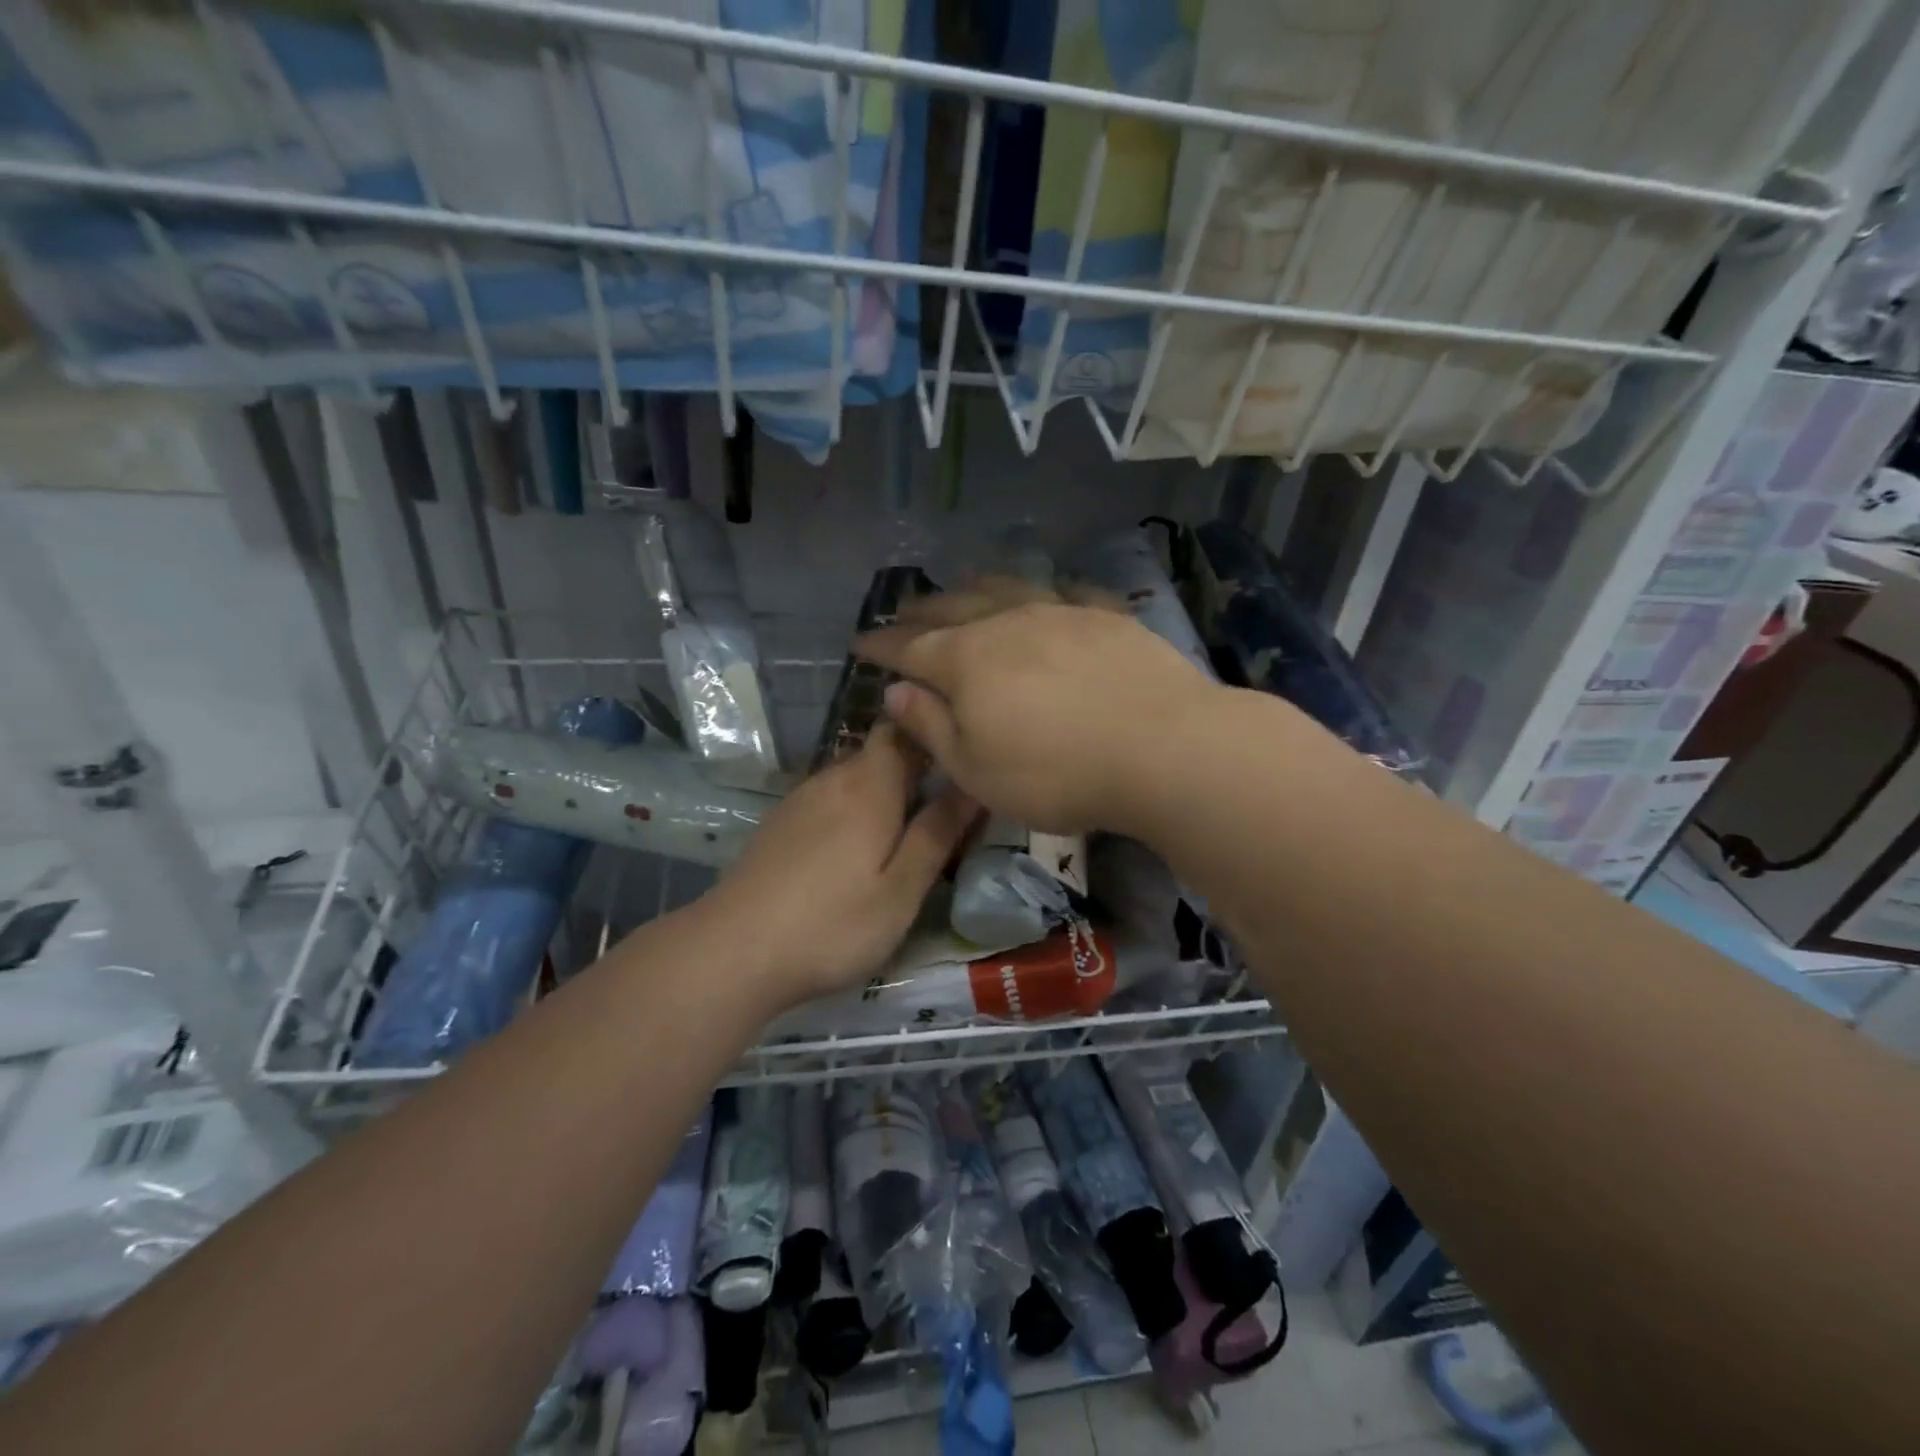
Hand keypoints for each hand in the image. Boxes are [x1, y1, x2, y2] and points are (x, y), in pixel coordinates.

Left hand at [701, 723, 980, 1008]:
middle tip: (946, 804)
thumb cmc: (832, 924)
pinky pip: (830, 799)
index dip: (933, 731)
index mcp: (870, 785)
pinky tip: (857, 850)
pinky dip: (853, 810)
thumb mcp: (901, 890)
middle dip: (914, 767)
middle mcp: (834, 778)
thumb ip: (936, 834)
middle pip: (880, 752)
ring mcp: (801, 799)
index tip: (962, 754)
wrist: (732, 951)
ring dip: (883, 791)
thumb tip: (971, 786)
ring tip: (907, 830)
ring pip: (854, 777)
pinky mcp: (781, 823)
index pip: (904, 728)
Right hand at [855, 579, 1219, 833]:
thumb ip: (930, 727)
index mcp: (967, 660)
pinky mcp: (1106, 617)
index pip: (910, 648)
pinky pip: (1068, 592)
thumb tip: (895, 691)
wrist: (1162, 747)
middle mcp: (1007, 623)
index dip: (882, 646)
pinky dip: (1047, 591)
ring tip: (961, 584)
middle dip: (922, 610)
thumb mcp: (976, 769)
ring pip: (1006, 588)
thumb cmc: (1056, 773)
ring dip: (976, 588)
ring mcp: (1060, 613)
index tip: (859, 642)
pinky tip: (1049, 592)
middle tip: (902, 609)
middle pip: (953, 609)